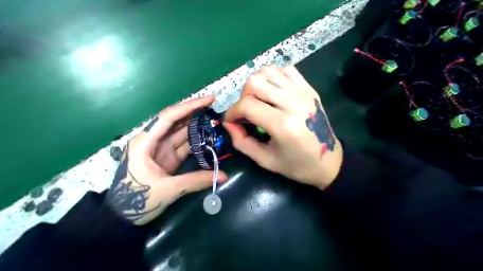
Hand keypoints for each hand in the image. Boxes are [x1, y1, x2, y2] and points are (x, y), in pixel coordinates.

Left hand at [106, 96, 227, 225]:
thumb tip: (224, 175)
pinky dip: (196, 143)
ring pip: (181, 133)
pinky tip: (208, 140)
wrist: (122, 217)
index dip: (190, 106)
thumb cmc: (137, 200)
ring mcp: (160, 150)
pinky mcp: (166, 159)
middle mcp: (153, 141)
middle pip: (176, 121)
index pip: (169, 117)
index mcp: (145, 141)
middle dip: (195, 114)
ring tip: (215, 122)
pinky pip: (183, 146)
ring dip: (197, 128)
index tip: (209, 99)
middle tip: (215, 109)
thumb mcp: (168, 189)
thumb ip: (196, 180)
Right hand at [223, 65, 342, 188]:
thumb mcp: (265, 160)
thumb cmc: (297, 165)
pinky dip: (272, 78)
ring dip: (256, 85)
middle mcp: (293, 102)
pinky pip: (284, 70)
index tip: (230, 121)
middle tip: (246, 112)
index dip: (232, 112)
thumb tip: (228, 123)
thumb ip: (242, 142)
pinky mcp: (309, 88)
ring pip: (267, 71)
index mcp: (283, 124)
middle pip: (254, 82)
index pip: (247, 105)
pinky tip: (273, 93)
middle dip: (243, 97)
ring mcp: (303, 91)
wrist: (329, 161)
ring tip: (258, 101)